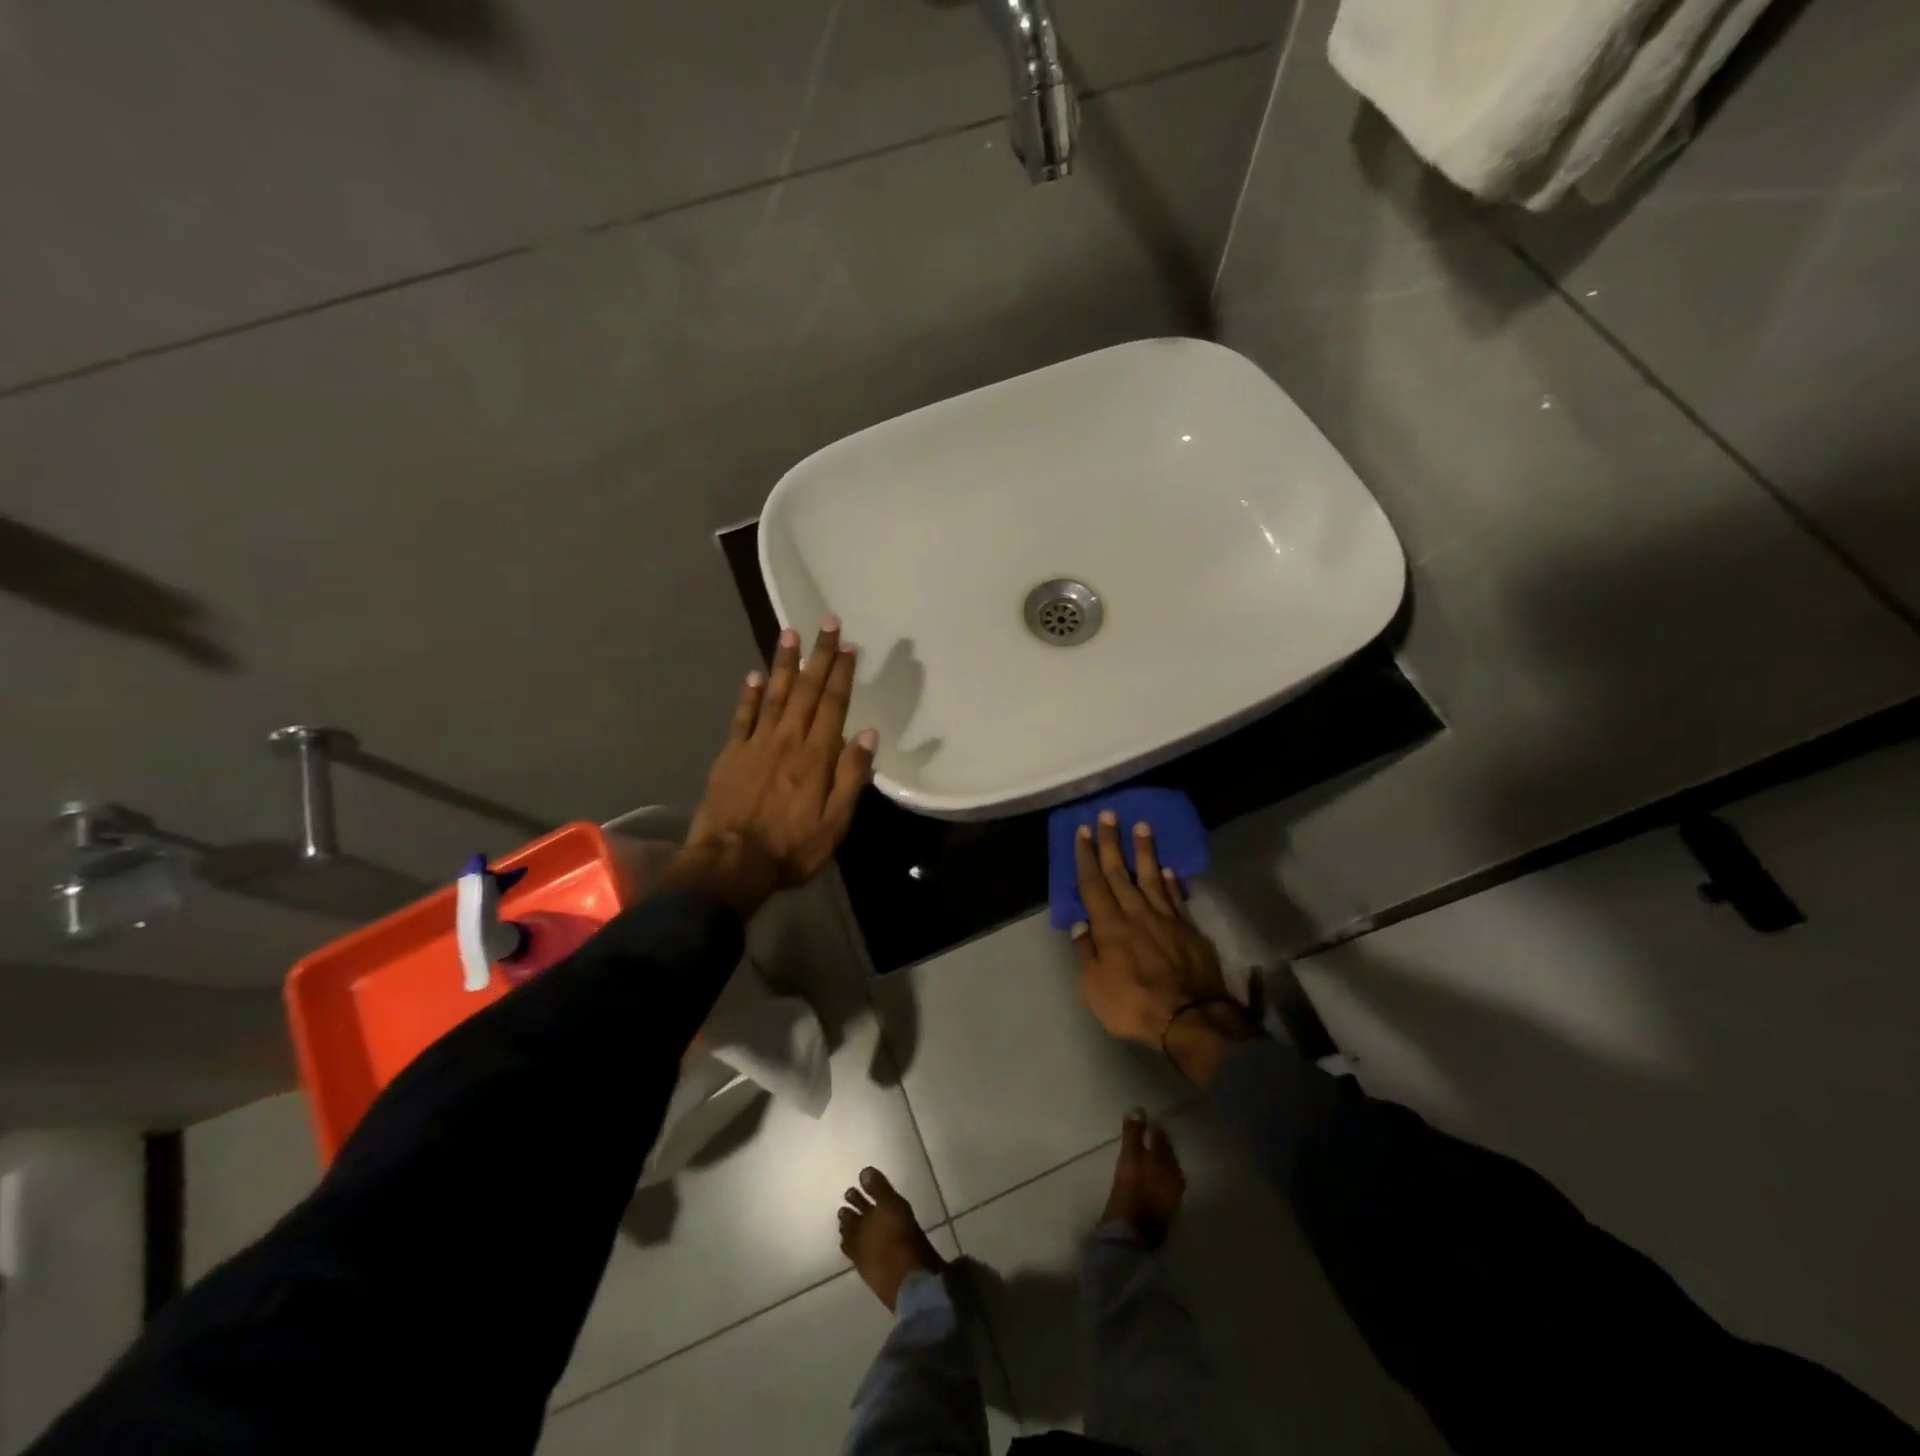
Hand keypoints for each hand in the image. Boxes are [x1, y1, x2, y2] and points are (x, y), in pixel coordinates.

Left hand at [674, 619, 876, 918]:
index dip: (842, 674)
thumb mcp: (835, 823)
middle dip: (819, 655)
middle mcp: (787, 740)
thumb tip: (868, 733)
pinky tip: (755, 675)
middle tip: (827, 623)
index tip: (849, 646)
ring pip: (775, 695)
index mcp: (816, 756)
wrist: (730, 863)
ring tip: (790, 633)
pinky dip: (750, 695)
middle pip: (807, 690)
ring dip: (785, 663)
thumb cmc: (790, 848)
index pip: (833, 704)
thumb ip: (851, 776)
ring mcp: (756, 744)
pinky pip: (742, 717)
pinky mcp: (731, 754)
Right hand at [1072, 812, 1252, 1085]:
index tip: (1084, 831)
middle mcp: (1136, 913)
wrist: (1191, 1019)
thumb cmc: (1134, 1005)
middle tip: (1108, 814)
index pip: (1094, 884)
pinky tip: (1166, 869)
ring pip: (1151, 877)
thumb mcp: (1094, 988)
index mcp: (1109, 926)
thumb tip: (1079, 925)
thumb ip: (1086, 953)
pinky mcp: (1189, 929)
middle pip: (1120, 872)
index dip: (1087, 857)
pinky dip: (1169, 881)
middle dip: (1111, 842)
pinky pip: (1175, 897)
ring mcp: (1165, 919)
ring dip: (1144, 851)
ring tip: (1141, 826)